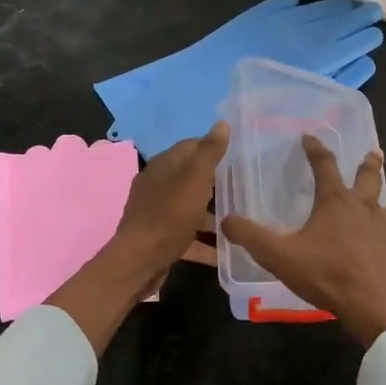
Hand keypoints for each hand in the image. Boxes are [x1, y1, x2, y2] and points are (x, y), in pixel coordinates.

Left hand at [112, 122, 229, 274]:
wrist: (139, 261)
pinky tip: (226, 250)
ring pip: (190, 207)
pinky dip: (205, 240)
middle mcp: (158, 185)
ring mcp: (158, 212)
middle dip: (217, 181)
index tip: (240, 157)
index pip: (191, 146)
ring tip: (242, 219)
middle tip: (245, 188)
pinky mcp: (161, 238)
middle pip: (191, 177)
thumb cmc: (170, 215)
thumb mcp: (194, 179)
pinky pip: (188, 234)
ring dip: (213, 213)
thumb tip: (222, 123)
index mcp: (164, 165)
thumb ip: (209, 152)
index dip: (214, 148)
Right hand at [220, 135, 385, 347]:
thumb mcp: (279, 256)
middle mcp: (366, 206)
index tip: (309, 137)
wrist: (371, 307)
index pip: (323, 164)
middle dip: (369, 162)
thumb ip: (251, 236)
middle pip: (371, 175)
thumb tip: (226, 218)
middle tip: (372, 154)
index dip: (315, 148)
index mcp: (335, 201)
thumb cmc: (325, 276)